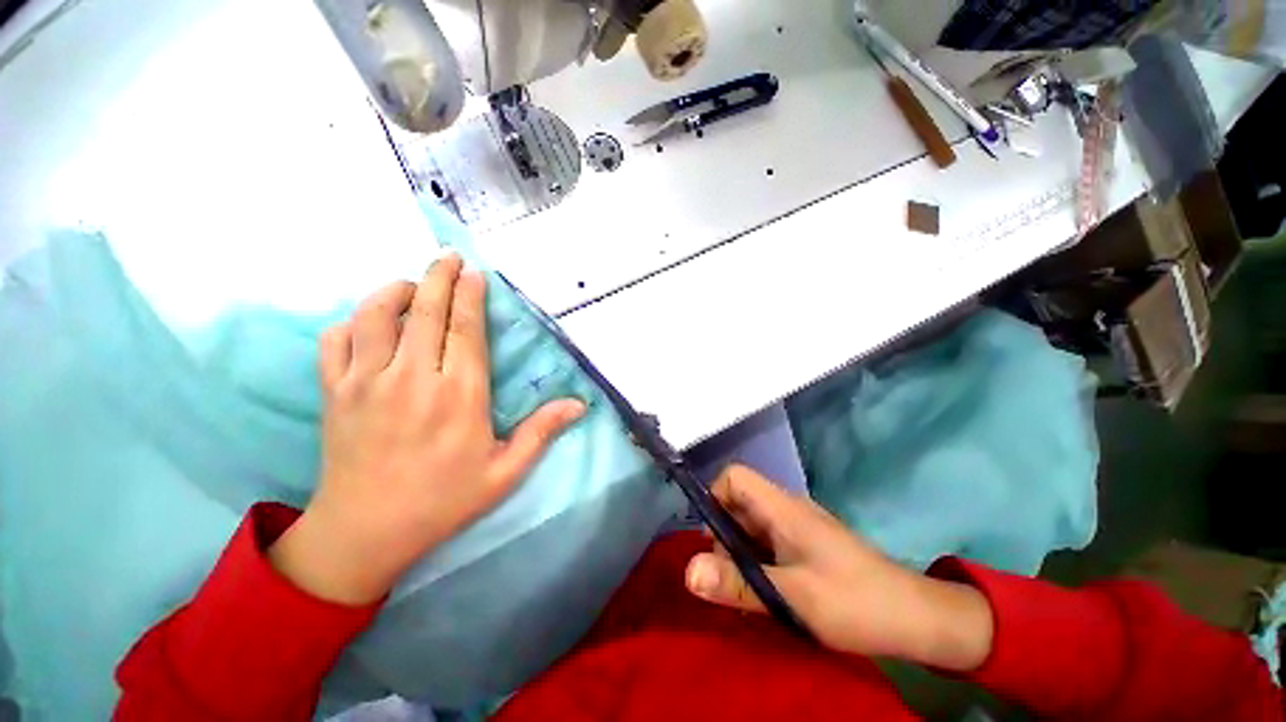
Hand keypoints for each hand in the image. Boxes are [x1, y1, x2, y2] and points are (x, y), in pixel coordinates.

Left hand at [270, 254, 584, 604]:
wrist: (365, 532)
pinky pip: (336, 340)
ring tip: (412, 284)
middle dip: (438, 276)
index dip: (469, 296)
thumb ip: (541, 432)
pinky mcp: (335, 393)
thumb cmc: (443, 501)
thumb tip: (579, 405)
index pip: (465, 330)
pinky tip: (369, 322)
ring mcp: (366, 383)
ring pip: (375, 316)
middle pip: (424, 311)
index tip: (475, 272)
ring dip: (395, 290)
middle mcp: (412, 379)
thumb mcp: (504, 472)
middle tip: (448, 256)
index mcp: (458, 396)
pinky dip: (352, 321)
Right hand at [684, 466, 993, 671]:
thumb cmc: (855, 603)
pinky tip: (767, 594)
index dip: (714, 498)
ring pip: (751, 526)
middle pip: (738, 502)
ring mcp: (798, 527)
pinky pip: (768, 543)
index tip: (712, 540)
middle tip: (731, 579)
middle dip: (724, 537)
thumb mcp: (792, 598)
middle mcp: (787, 509)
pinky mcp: (806, 546)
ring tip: (749, 593)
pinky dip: (758, 564)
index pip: (734, 476)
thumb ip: (738, 584)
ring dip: (741, 554)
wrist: (917, 620)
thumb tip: (687, 571)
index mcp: (782, 507)